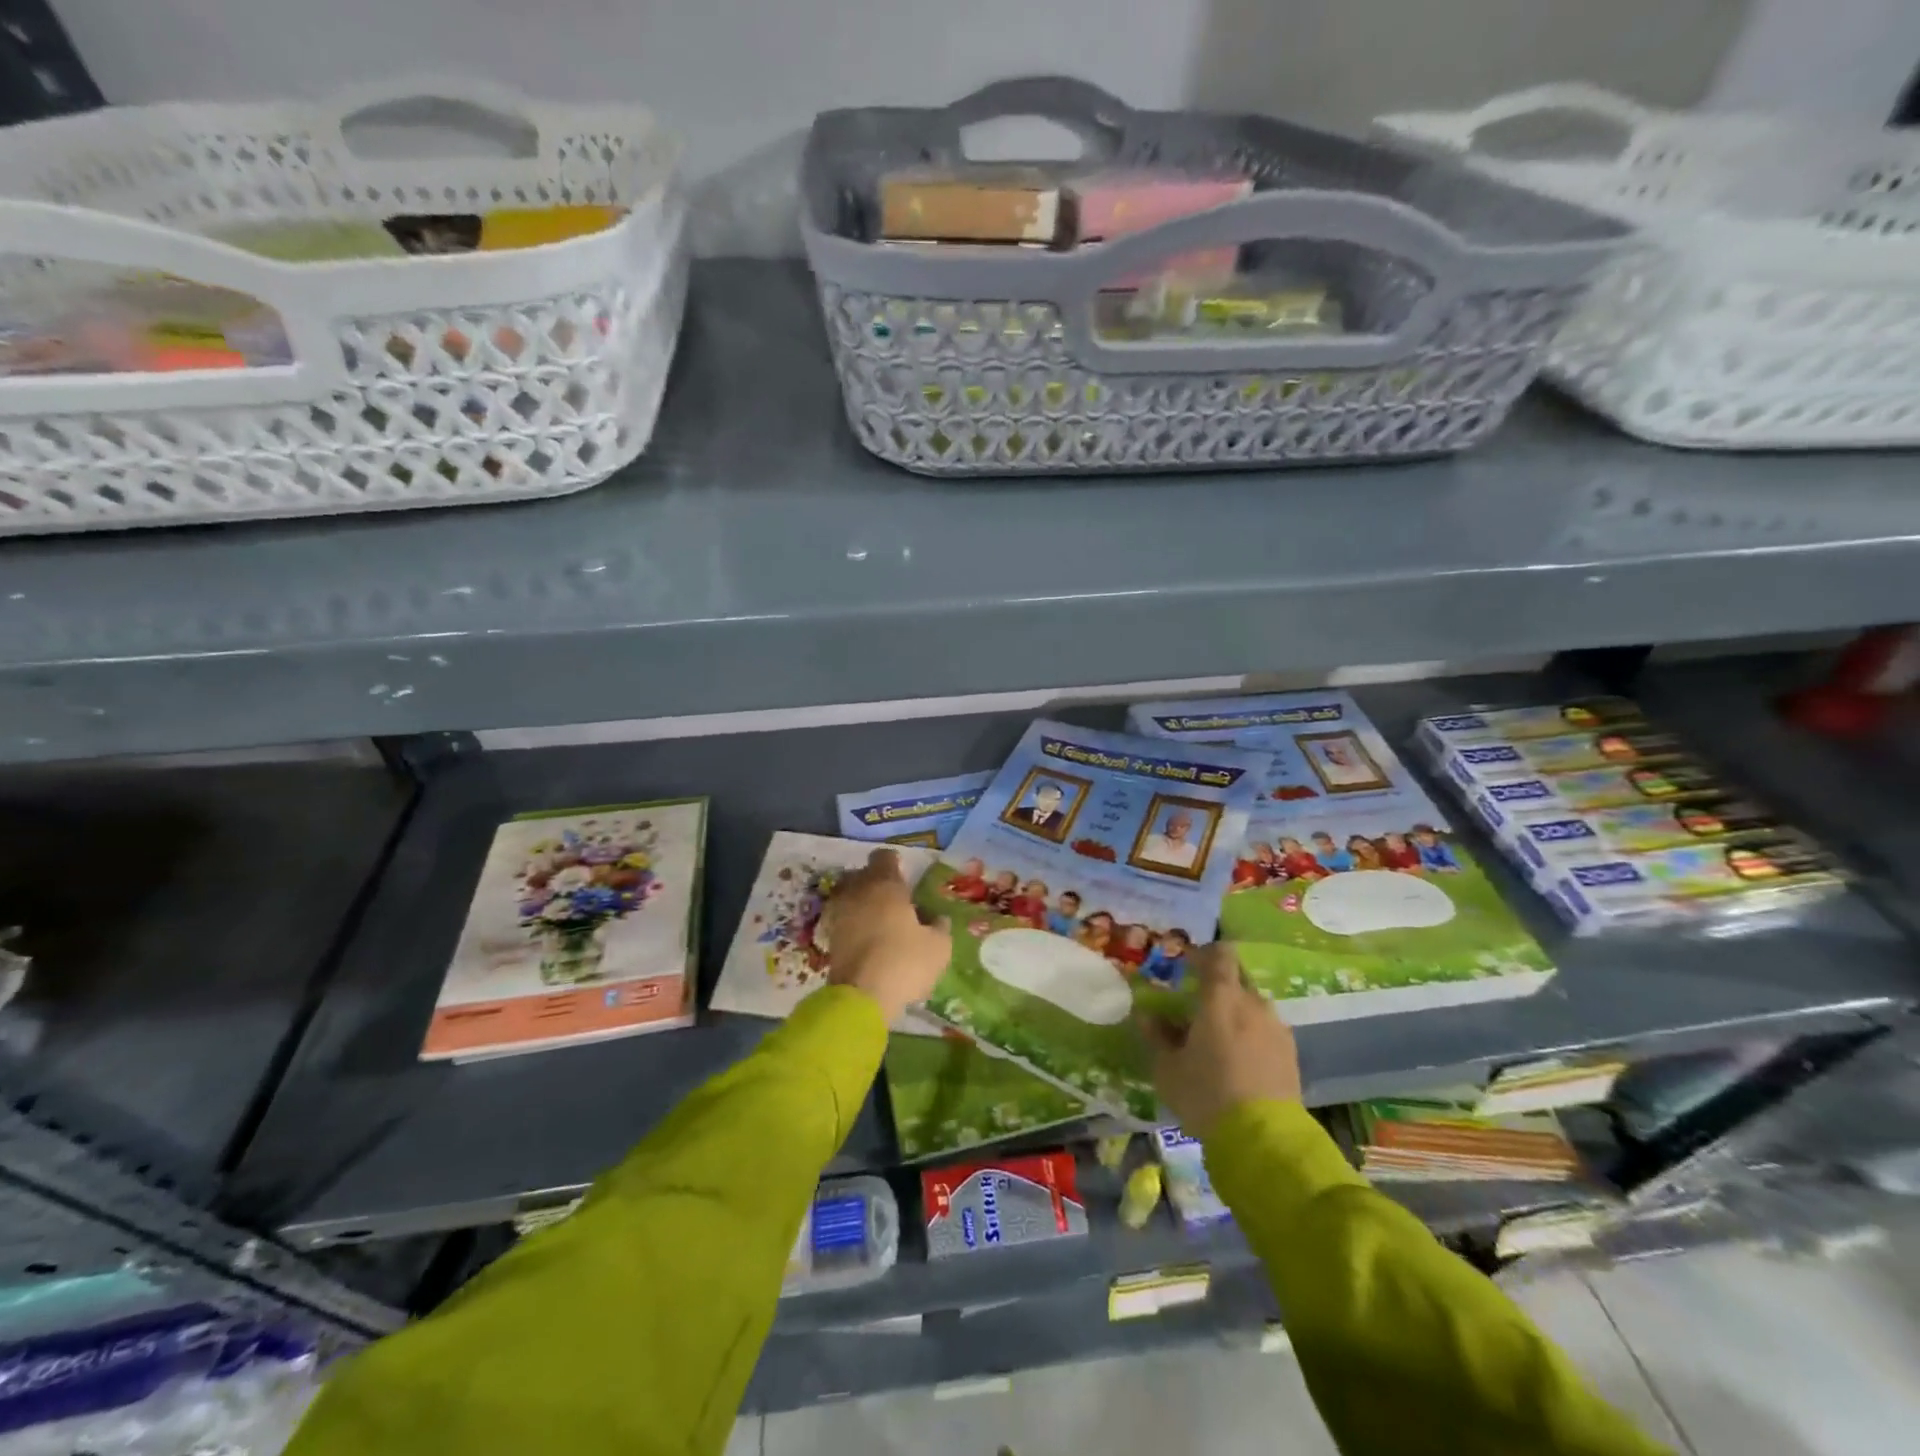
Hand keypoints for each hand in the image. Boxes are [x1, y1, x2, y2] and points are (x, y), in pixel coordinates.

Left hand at [824, 849, 950, 1022]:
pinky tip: (870, 940)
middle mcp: (857, 891)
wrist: (861, 998)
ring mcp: (839, 914)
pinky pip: (844, 919)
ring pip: (851, 896)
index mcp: (885, 884)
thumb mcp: (938, 946)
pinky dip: (855, 924)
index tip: (905, 877)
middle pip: (863, 875)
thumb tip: (936, 918)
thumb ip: (939, 926)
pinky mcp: (830, 938)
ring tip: (882, 922)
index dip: (895, 863)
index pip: (884, 857)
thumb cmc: (905, 962)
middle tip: (896, 900)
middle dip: (877, 883)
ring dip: (864, 904)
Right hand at [1138, 943, 1299, 1138]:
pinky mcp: (1291, 1053)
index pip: (1220, 955)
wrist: (1263, 1139)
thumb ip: (1156, 1036)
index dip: (1205, 953)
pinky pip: (1267, 1030)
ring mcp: (1275, 1027)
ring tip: (1220, 1038)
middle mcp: (1252, 1003)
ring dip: (1237, 1012)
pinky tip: (1241, 1059)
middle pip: (1237, 979)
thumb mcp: (1167, 1068)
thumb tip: (1146, 1015)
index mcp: (1220, 998)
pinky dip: (1252, 1034)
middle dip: (1219, 987)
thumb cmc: (1206, 1094)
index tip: (1190, 964)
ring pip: (1253, 1006)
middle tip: (1199, 1007)